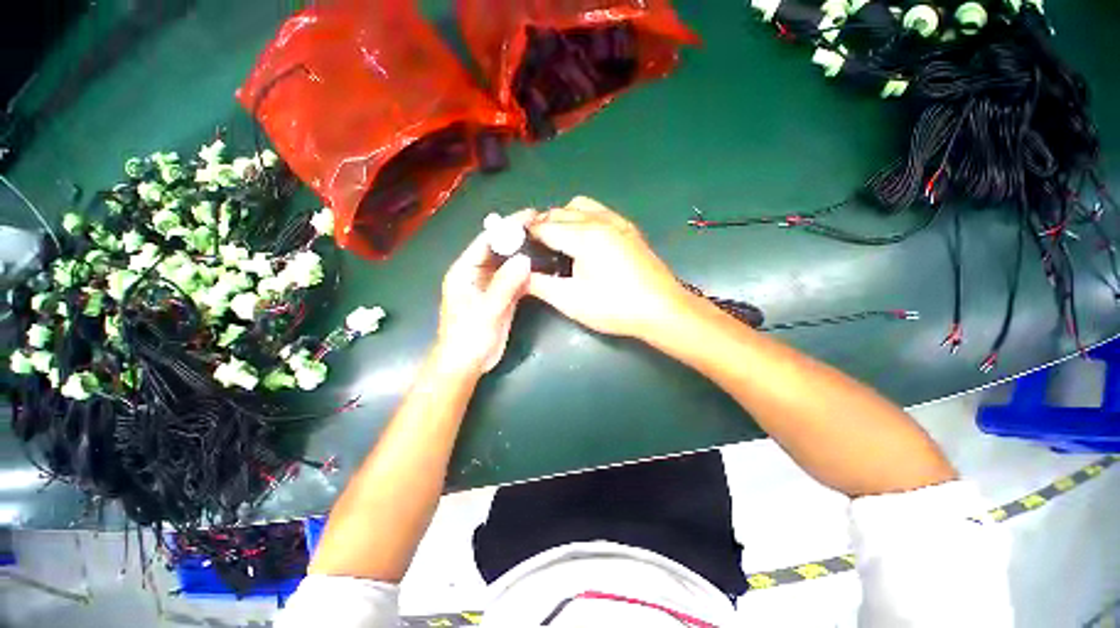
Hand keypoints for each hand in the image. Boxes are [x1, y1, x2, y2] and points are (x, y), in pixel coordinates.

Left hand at [436, 212, 533, 374]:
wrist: (467, 364)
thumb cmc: (467, 337)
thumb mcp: (486, 310)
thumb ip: (504, 285)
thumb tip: (525, 259)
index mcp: (464, 271)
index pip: (486, 241)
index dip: (506, 227)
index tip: (529, 215)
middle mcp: (477, 274)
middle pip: (499, 250)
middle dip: (519, 238)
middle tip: (543, 226)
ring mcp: (490, 286)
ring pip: (509, 264)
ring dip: (525, 254)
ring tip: (547, 241)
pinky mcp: (501, 297)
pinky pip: (515, 280)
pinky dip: (527, 273)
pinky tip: (543, 266)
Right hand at [527, 196, 693, 338]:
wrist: (662, 310)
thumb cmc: (615, 307)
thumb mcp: (571, 301)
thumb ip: (539, 284)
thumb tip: (517, 275)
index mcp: (584, 236)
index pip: (543, 226)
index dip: (524, 235)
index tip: (513, 246)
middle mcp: (600, 220)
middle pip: (559, 212)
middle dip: (540, 226)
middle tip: (532, 249)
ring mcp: (617, 222)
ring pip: (579, 206)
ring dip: (562, 217)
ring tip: (557, 242)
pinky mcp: (628, 229)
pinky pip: (598, 211)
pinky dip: (582, 217)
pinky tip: (582, 239)